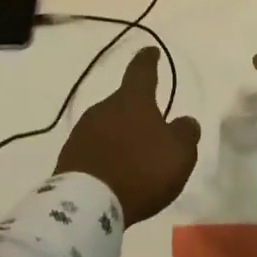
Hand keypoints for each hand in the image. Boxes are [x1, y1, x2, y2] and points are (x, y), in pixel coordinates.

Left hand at [55, 47, 200, 224]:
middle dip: (137, 110)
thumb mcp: (179, 154)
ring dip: (120, 134)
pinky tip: (114, 171)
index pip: (142, 70)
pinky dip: (106, 153)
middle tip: (151, 127)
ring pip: (108, 124)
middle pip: (124, 101)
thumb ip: (185, 133)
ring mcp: (83, 130)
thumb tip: (185, 120)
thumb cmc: (140, 171)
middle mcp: (104, 107)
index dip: (148, 59)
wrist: (87, 204)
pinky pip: (94, 147)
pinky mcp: (70, 154)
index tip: (151, 52)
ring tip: (134, 155)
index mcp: (132, 100)